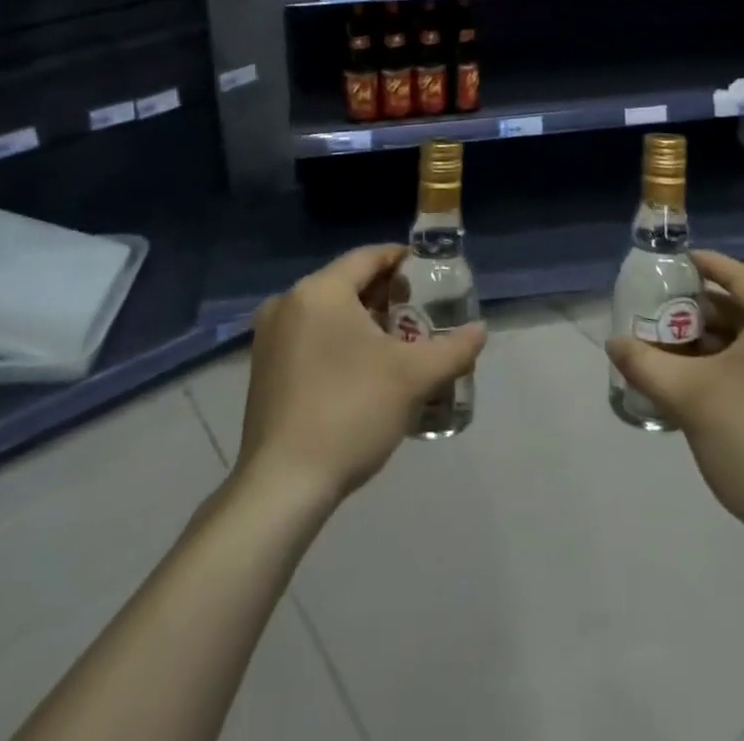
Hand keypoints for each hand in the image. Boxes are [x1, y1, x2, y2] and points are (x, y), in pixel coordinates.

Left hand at [237, 244, 486, 506]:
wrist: (282, 486)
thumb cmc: (350, 412)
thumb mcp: (413, 377)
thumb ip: (453, 348)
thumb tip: (480, 331)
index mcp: (320, 290)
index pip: (369, 256)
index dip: (403, 261)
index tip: (431, 275)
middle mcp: (288, 302)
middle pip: (347, 283)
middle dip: (387, 295)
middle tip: (421, 313)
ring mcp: (269, 336)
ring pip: (328, 311)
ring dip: (364, 320)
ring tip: (399, 343)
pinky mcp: (263, 367)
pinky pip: (310, 335)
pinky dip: (338, 340)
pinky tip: (364, 370)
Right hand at [606, 250, 743, 549]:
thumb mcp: (686, 396)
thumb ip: (643, 361)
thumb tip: (614, 343)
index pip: (737, 276)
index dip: (701, 266)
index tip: (669, 265)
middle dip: (702, 312)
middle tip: (662, 318)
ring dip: (719, 339)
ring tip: (677, 350)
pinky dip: (742, 360)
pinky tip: (709, 379)